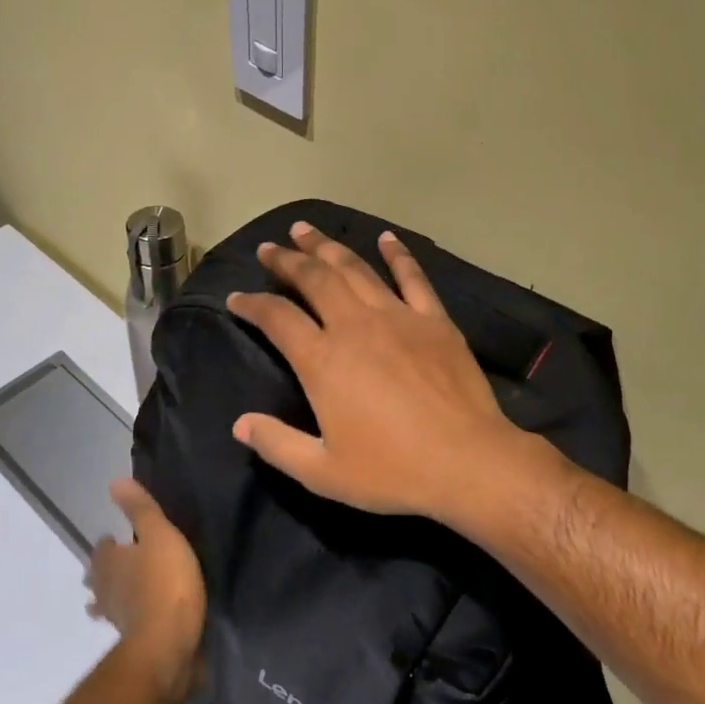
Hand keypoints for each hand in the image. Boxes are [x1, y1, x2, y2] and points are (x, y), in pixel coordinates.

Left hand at [85, 480, 205, 700]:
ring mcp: (117, 619)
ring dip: (109, 598)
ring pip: (106, 604)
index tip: (115, 539)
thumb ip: (139, 510)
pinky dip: (128, 618)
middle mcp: (106, 590)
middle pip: (98, 578)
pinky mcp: (133, 641)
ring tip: (117, 596)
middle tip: (112, 565)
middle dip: (102, 571)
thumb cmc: (165, 582)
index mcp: (110, 562)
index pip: (101, 549)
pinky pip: (126, 623)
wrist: (169, 643)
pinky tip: (140, 619)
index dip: (107, 544)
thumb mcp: (159, 535)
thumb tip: (114, 482)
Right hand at [226, 221, 536, 519]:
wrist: (467, 461)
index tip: (237, 297)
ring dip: (328, 246)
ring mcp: (398, 317)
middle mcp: (355, 326)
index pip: (277, 318)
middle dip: (287, 260)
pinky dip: (397, 254)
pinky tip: (386, 238)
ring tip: (306, 230)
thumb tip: (239, 424)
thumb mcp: (323, 472)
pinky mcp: (434, 320)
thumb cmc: (392, 471)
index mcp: (323, 361)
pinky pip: (412, 277)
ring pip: (355, 269)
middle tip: (269, 248)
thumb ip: (277, 444)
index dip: (252, 304)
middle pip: (314, 279)